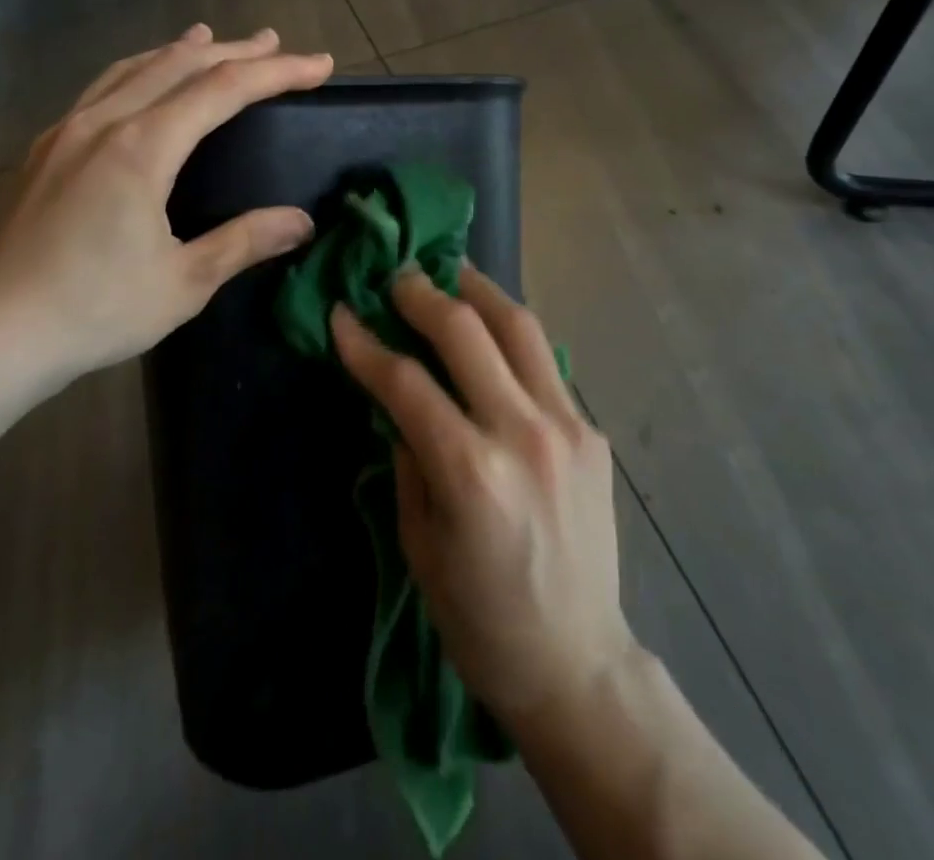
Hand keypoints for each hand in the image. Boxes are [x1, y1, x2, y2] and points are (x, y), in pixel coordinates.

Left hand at [0, 25, 332, 389]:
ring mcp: (65, 132)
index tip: (318, 65)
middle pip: (179, 65)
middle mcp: (103, 123)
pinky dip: (137, 71)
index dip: (277, 72)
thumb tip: (302, 221)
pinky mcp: (42, 150)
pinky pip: (100, 89)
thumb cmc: (95, 310)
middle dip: (234, 51)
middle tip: (275, 42)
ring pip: (133, 68)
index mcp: (142, 148)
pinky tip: (140, 82)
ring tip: (209, 37)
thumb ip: (245, 241)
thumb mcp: (184, 282)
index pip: (223, 89)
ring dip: (180, 51)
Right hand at [330, 267, 636, 730]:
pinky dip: (511, 335)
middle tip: (397, 276)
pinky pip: (544, 363)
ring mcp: (569, 426)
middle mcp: (524, 434)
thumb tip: (398, 397)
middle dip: (422, 294)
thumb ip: (407, 456)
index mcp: (471, 473)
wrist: (576, 661)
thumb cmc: (480, 618)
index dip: (365, 343)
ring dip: (478, 290)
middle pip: (467, 332)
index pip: (406, 382)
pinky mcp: (593, 431)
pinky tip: (491, 329)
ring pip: (520, 327)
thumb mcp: (418, 543)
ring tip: (450, 271)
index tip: (341, 313)